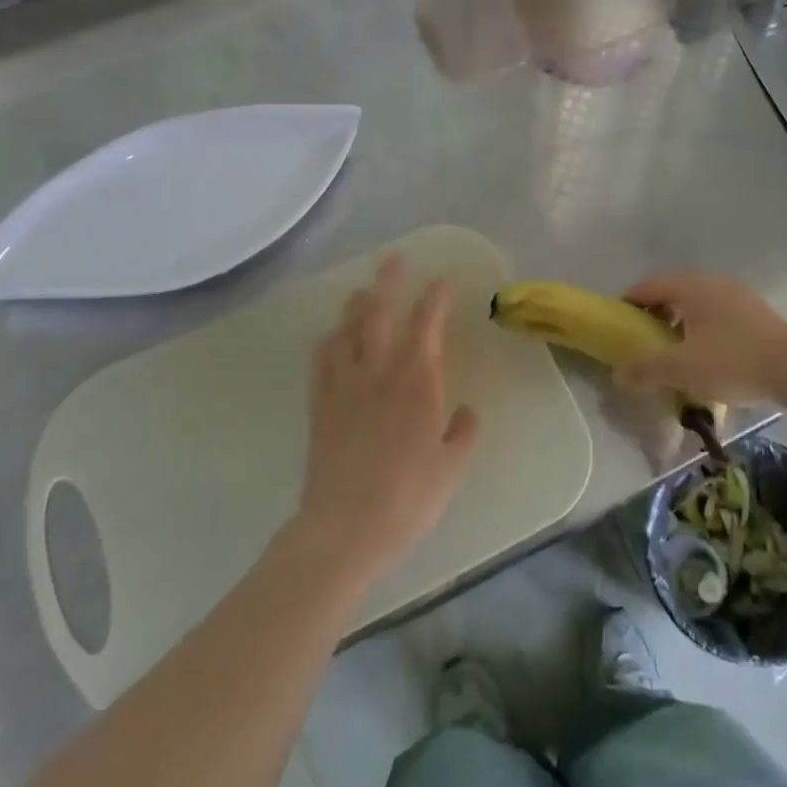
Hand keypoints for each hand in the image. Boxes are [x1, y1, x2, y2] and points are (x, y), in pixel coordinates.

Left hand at [295, 255, 478, 577]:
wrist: (346, 527)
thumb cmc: (409, 496)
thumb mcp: (452, 467)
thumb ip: (463, 432)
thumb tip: (467, 412)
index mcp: (417, 380)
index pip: (426, 324)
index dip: (435, 298)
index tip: (442, 281)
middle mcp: (379, 371)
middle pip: (380, 312)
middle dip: (388, 281)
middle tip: (393, 258)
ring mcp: (344, 385)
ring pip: (347, 330)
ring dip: (357, 306)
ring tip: (363, 291)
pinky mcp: (320, 404)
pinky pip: (322, 360)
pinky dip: (329, 341)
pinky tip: (332, 337)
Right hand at [614, 272, 786, 404]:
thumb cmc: (731, 361)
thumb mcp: (681, 369)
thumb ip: (646, 369)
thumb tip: (618, 373)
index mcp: (691, 287)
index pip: (649, 286)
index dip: (630, 303)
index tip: (618, 323)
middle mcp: (713, 282)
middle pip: (674, 292)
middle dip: (655, 314)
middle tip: (644, 339)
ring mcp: (739, 294)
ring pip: (698, 303)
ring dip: (681, 322)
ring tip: (675, 349)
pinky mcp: (757, 312)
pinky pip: (718, 313)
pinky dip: (704, 327)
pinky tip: (707, 353)